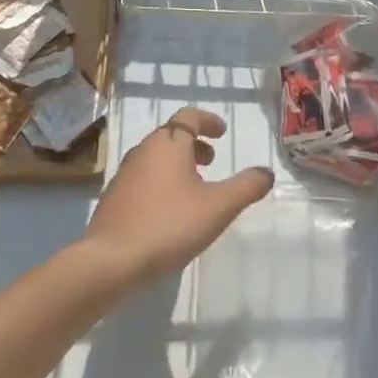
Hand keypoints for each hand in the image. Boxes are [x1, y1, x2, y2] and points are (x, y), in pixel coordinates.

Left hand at [81, 107, 272, 286]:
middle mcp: (143, 151)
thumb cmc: (168, 225)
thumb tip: (266, 172)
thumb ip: (246, 187)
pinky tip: (170, 213)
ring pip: (156, 159)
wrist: (110, 260)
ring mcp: (124, 175)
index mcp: (168, 143)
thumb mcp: (218, 207)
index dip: (208, 121)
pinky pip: (143, 179)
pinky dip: (161, 183)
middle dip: (194, 145)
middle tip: (212, 162)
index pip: (188, 117)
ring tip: (195, 190)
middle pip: (171, 136)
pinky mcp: (114, 199)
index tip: (222, 133)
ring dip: (177, 165)